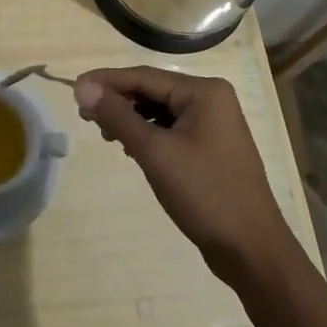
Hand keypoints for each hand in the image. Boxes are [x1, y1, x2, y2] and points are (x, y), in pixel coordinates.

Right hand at [75, 66, 298, 284]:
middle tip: (84, 116)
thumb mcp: (155, 152)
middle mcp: (211, 99)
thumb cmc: (205, 194)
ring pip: (160, 110)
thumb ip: (117, 116)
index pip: (144, 76)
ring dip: (131, 118)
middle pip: (152, 90)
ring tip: (105, 135)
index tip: (73, 88)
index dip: (106, 81)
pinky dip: (148, 134)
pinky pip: (171, 129)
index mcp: (203, 91)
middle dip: (118, 101)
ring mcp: (213, 124)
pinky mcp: (210, 147)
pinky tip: (130, 148)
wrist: (252, 250)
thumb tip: (82, 85)